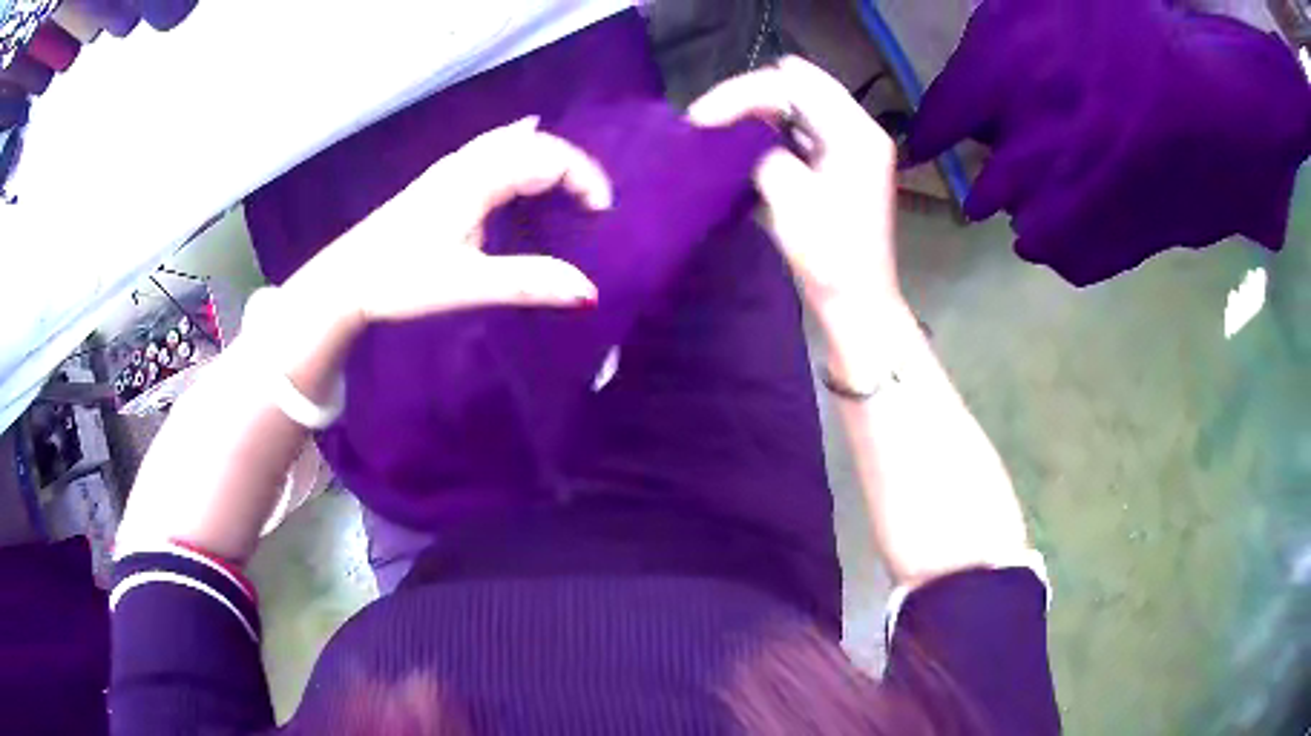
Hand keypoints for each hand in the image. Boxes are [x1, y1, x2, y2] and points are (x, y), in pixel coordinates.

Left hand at [282, 116, 612, 337]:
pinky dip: (522, 152)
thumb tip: (589, 292)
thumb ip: (527, 283)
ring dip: (547, 157)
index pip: (547, 158)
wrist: (346, 279)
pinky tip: (521, 159)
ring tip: (569, 188)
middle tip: (592, 203)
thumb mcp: (466, 285)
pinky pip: (494, 149)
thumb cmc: (400, 280)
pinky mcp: (440, 179)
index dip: (584, 178)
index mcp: (476, 180)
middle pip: (534, 142)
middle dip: (572, 166)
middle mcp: (466, 163)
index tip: (602, 214)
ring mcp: (450, 167)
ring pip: (512, 142)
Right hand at [689, 57, 902, 330]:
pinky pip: (800, 127)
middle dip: (748, 96)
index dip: (742, 93)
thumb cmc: (830, 258)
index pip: (792, 83)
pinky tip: (744, 143)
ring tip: (717, 128)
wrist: (858, 303)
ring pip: (797, 103)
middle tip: (706, 120)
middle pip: (797, 85)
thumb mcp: (791, 199)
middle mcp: (858, 128)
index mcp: (855, 132)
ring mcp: (851, 144)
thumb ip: (765, 153)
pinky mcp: (840, 162)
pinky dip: (770, 129)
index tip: (700, 119)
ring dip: (756, 110)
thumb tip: (746, 138)